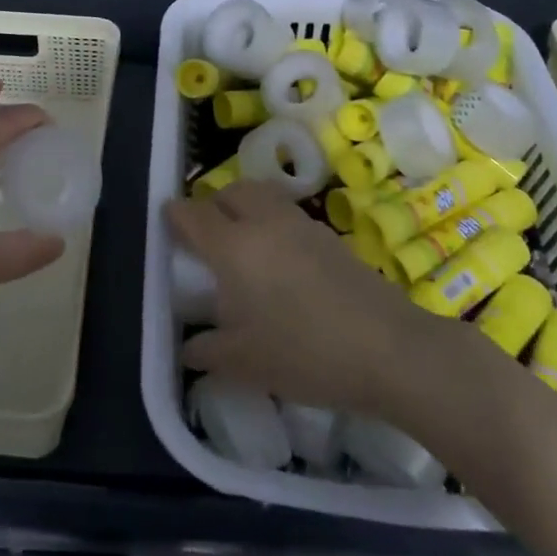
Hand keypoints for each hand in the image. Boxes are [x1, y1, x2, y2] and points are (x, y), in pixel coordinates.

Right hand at [169, 182, 438, 416]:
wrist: (389, 349)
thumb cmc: (305, 354)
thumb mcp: (244, 364)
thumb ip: (207, 352)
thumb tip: (189, 348)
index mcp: (234, 246)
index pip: (194, 215)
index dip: (175, 216)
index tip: (167, 223)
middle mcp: (264, 222)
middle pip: (230, 192)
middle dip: (212, 205)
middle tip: (206, 236)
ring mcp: (301, 224)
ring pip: (262, 196)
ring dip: (245, 208)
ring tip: (244, 246)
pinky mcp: (329, 235)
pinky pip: (287, 215)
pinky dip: (273, 224)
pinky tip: (281, 263)